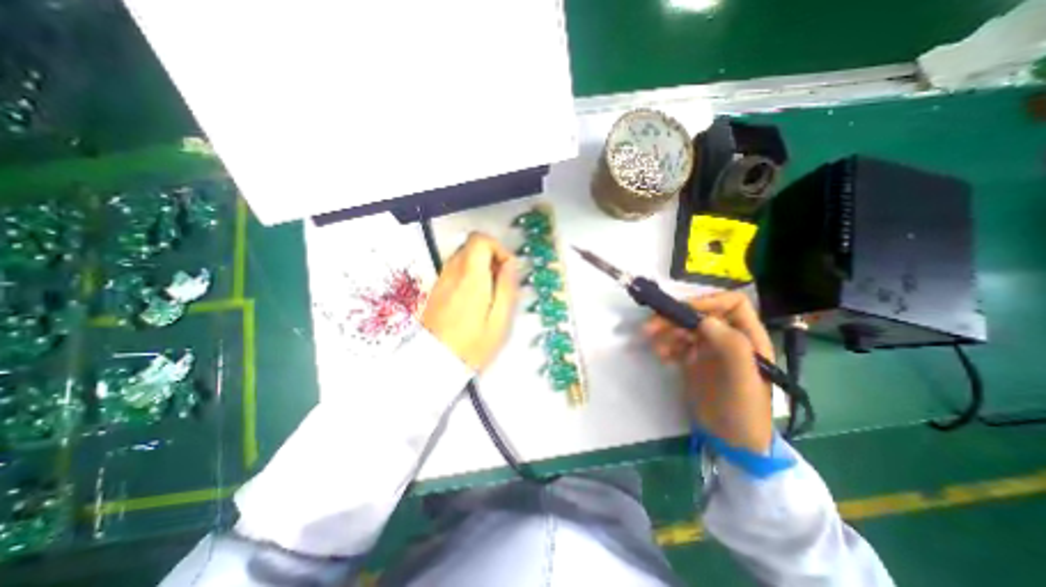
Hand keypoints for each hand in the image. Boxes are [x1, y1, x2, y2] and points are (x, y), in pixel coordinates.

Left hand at [420, 232, 517, 370]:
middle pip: (471, 246)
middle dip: (490, 257)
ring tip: (489, 293)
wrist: (435, 363)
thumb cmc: (472, 344)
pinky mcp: (436, 289)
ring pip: (463, 257)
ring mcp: (441, 280)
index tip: (507, 268)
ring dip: (480, 267)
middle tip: (500, 282)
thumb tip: (510, 264)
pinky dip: (468, 276)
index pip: (480, 239)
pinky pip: (455, 270)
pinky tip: (474, 299)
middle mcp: (452, 272)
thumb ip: (506, 287)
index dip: (497, 247)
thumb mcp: (499, 319)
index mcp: (471, 276)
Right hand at [643, 292, 780, 452]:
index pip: (732, 304)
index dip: (709, 301)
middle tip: (651, 325)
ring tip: (651, 341)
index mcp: (748, 337)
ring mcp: (708, 349)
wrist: (731, 441)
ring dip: (666, 331)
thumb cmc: (744, 410)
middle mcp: (727, 338)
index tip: (684, 311)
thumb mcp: (743, 380)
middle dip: (675, 317)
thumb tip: (704, 319)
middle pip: (700, 314)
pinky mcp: (692, 360)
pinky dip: (665, 345)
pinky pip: (676, 344)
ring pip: (684, 328)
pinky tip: (660, 356)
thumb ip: (731, 347)